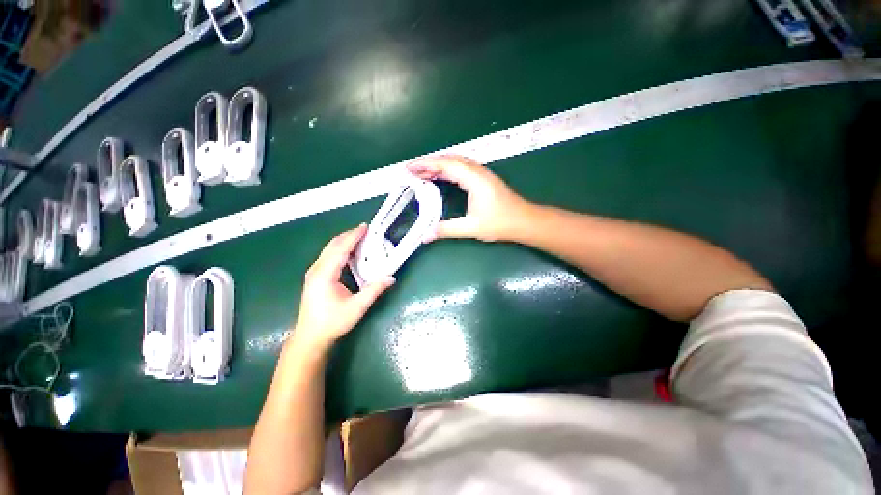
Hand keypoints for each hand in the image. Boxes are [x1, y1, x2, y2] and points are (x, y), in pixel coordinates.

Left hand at [293, 225, 394, 349]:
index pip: (341, 249)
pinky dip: (340, 250)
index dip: (353, 236)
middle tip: (365, 230)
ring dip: (344, 242)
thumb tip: (391, 277)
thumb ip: (374, 290)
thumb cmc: (333, 322)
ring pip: (329, 250)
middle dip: (349, 235)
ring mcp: (314, 273)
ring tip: (360, 238)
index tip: (365, 227)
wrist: (310, 337)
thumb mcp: (356, 307)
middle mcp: (317, 269)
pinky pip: (328, 256)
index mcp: (325, 274)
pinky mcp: (315, 277)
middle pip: (333, 245)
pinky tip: (350, 253)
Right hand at [408, 155, 530, 241]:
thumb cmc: (500, 223)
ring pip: (456, 163)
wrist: (524, 221)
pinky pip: (461, 168)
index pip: (446, 165)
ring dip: (438, 166)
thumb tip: (425, 236)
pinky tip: (441, 177)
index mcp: (474, 179)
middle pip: (449, 160)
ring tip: (422, 173)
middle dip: (429, 163)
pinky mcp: (483, 179)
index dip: (425, 165)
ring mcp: (481, 174)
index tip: (409, 168)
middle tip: (411, 171)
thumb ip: (447, 230)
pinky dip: (447, 170)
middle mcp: (477, 171)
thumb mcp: (471, 227)